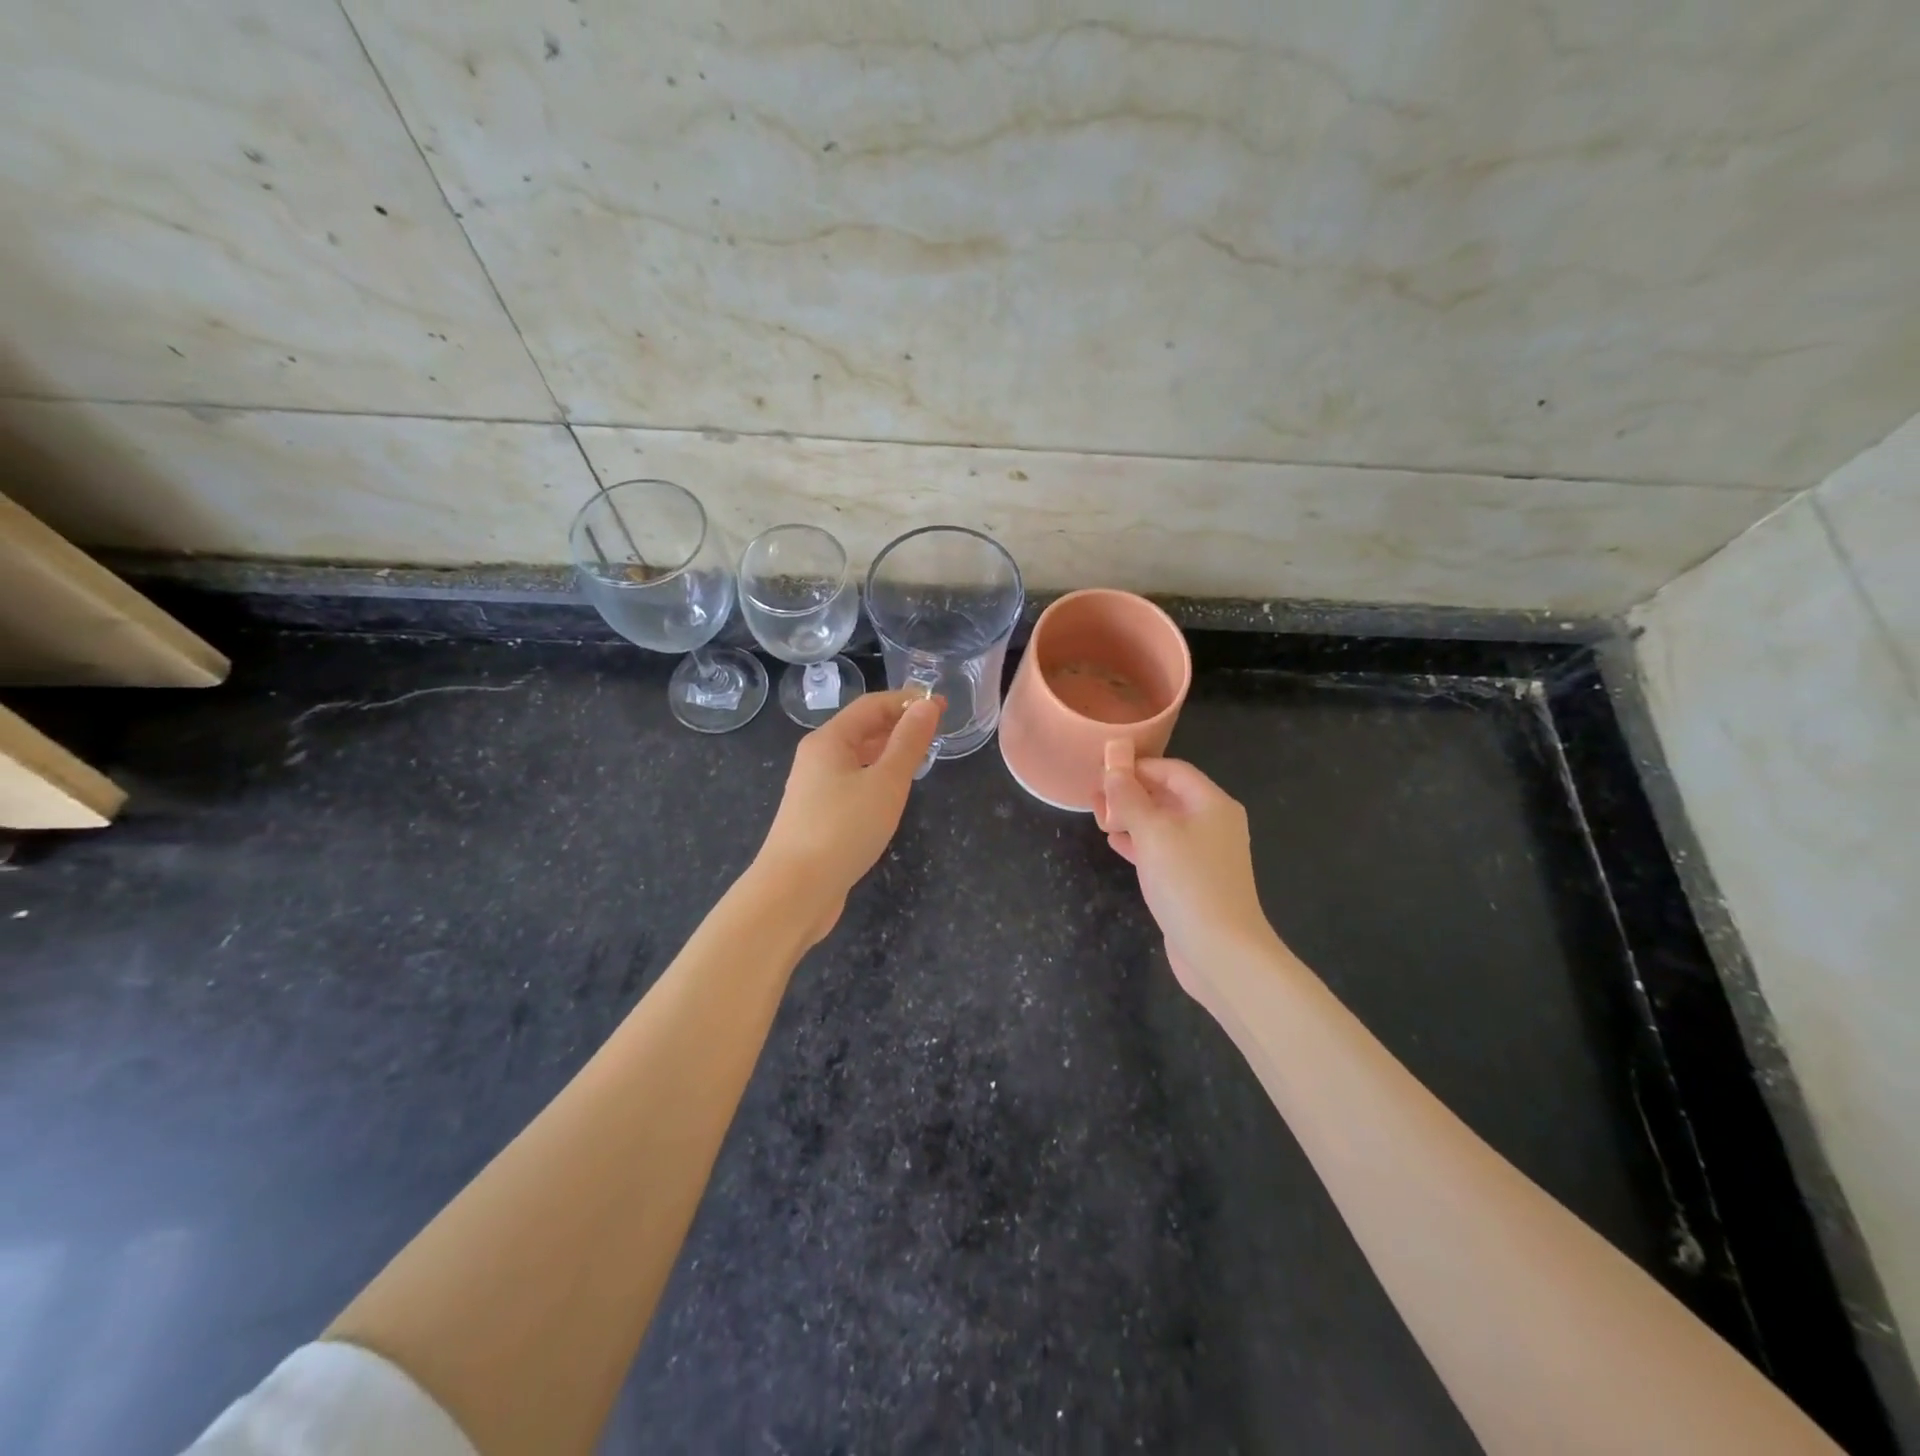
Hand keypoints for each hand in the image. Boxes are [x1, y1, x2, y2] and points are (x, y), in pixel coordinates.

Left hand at [753, 688, 942, 942]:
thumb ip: (909, 742)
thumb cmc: (843, 829)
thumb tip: (926, 706)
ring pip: (857, 757)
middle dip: (899, 724)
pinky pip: (852, 782)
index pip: (872, 706)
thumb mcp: (886, 782)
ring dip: (888, 751)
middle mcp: (817, 757)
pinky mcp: (818, 815)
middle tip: (937, 732)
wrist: (794, 891)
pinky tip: (893, 793)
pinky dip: (876, 777)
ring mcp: (814, 788)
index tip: (943, 706)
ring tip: (921, 757)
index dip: (908, 701)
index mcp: (829, 740)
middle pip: (862, 728)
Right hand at [1092, 757, 1280, 996]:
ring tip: (1098, 816)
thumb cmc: (1188, 882)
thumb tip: (1113, 770)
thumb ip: (1130, 799)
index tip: (1103, 769)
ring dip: (1131, 817)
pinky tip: (1115, 843)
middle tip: (1095, 795)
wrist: (1221, 951)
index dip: (1138, 766)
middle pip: (1168, 796)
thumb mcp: (1153, 833)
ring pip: (1163, 824)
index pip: (1172, 771)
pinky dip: (1139, 843)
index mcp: (1211, 804)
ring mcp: (1204, 854)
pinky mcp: (1193, 880)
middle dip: (1131, 792)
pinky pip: (1163, 850)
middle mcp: (1212, 824)